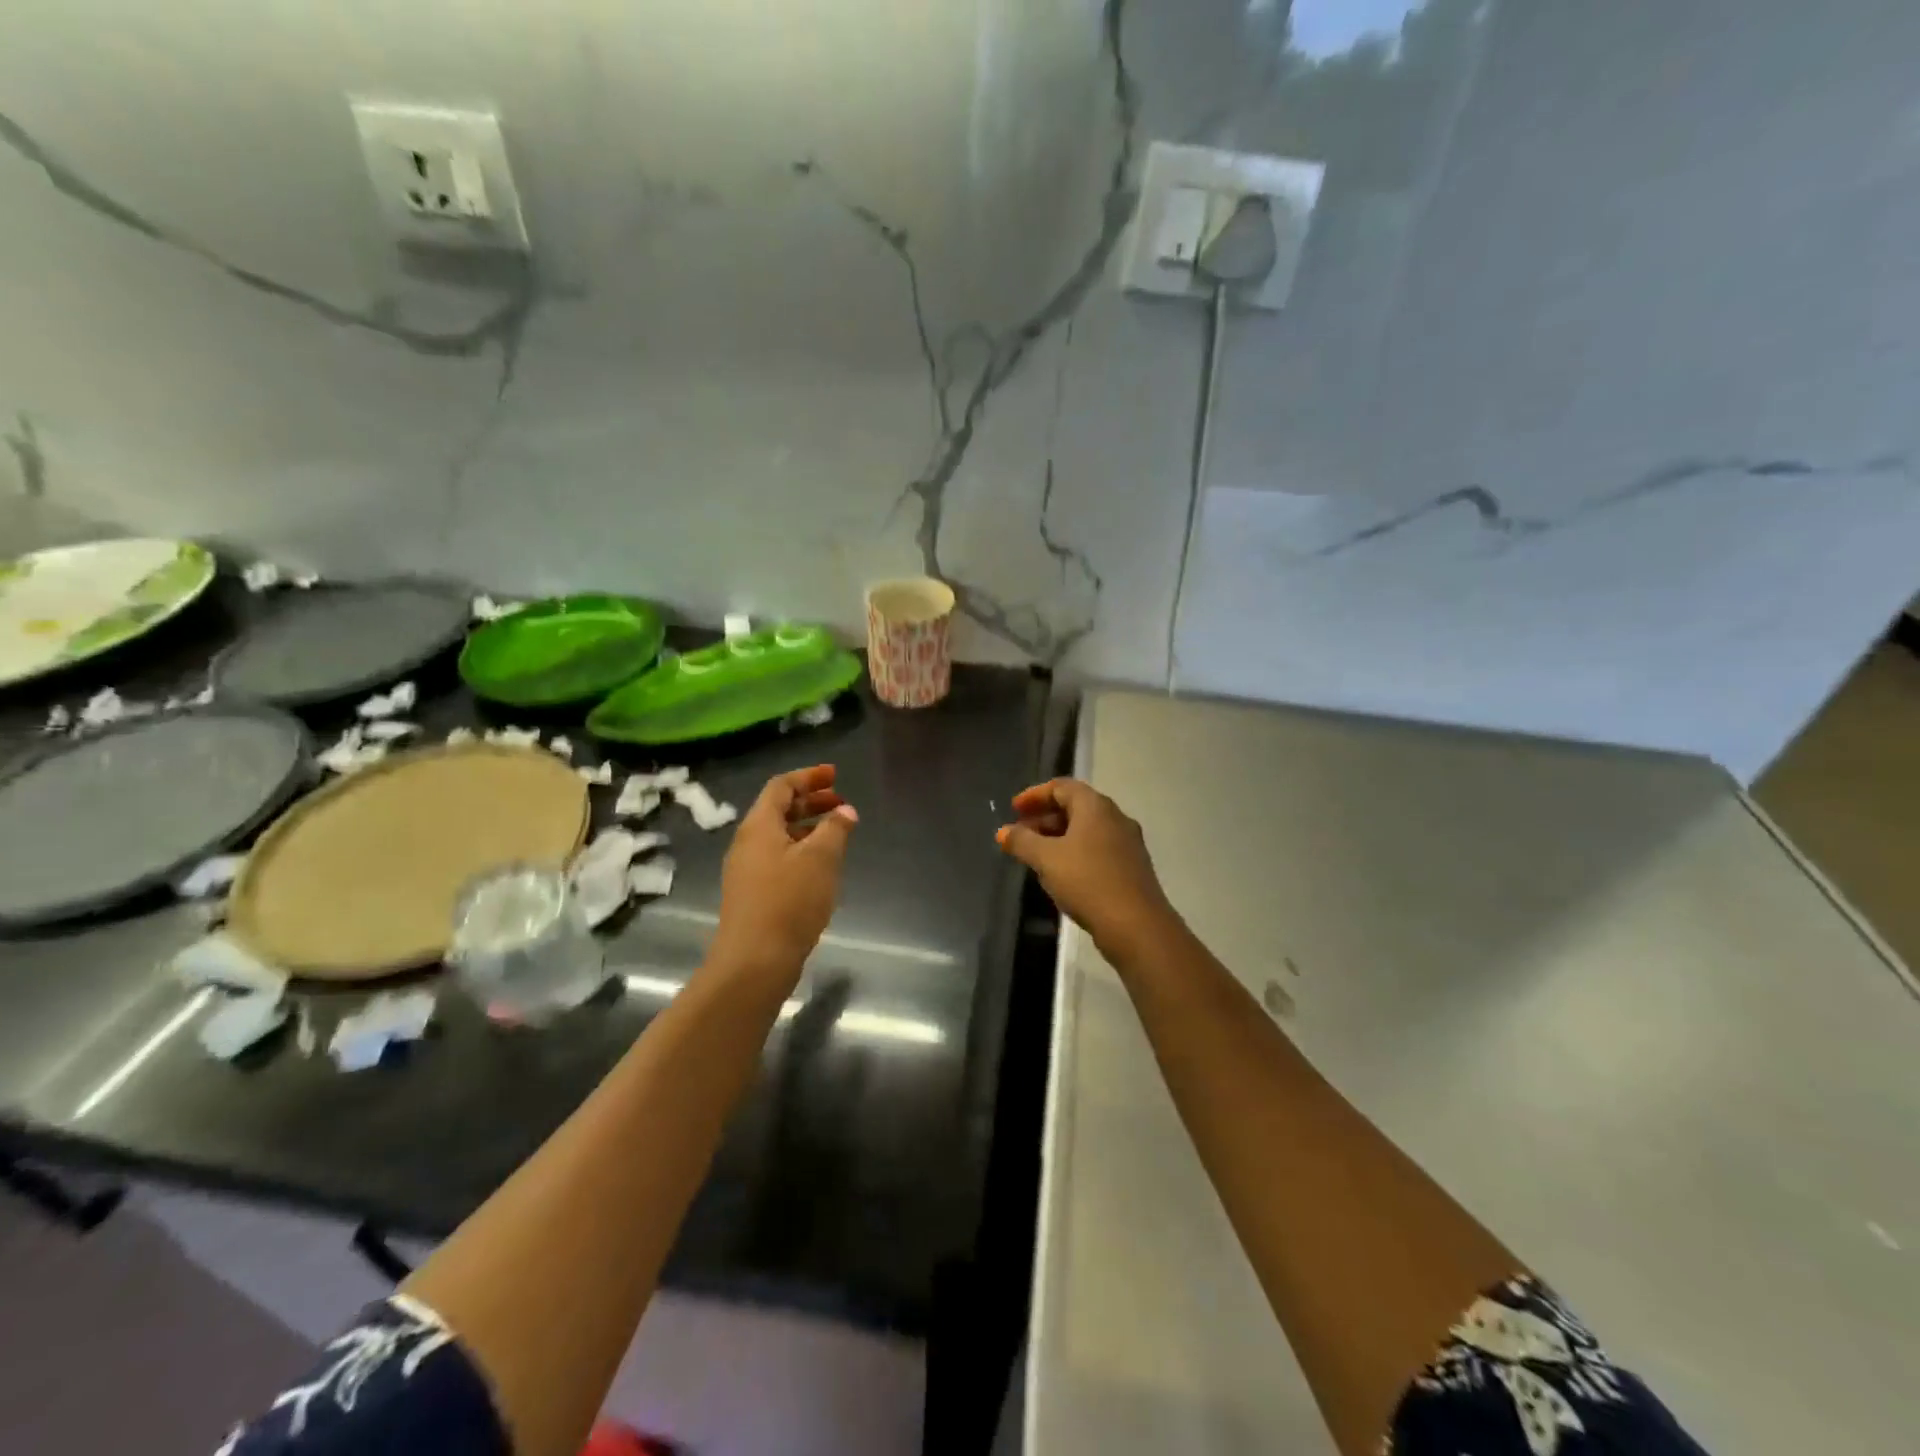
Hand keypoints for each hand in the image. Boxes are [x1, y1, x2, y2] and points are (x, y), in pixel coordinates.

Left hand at [710, 765, 857, 988]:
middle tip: (841, 802)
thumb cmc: (789, 901)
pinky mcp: (753, 894)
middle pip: (778, 810)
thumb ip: (835, 829)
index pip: (781, 786)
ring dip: (808, 827)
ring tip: (838, 833)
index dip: (808, 777)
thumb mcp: (821, 859)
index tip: (835, 775)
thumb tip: (845, 811)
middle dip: (810, 802)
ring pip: (779, 836)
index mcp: (759, 826)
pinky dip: (802, 850)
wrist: (755, 961)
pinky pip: (778, 858)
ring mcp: (747, 870)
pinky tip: (822, 866)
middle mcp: (748, 843)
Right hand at [996, 779, 1176, 954]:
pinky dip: (1075, 852)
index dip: (1034, 795)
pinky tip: (1061, 874)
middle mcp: (1115, 818)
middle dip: (1044, 817)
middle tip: (1020, 834)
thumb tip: (1003, 832)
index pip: (1062, 787)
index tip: (1013, 809)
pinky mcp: (1131, 867)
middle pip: (1075, 806)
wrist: (1136, 925)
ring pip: (1087, 830)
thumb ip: (1022, 842)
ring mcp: (1127, 843)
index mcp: (1096, 807)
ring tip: (1036, 855)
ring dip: (1058, 837)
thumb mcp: (1046, 859)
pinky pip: (1097, 849)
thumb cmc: (1087, 881)